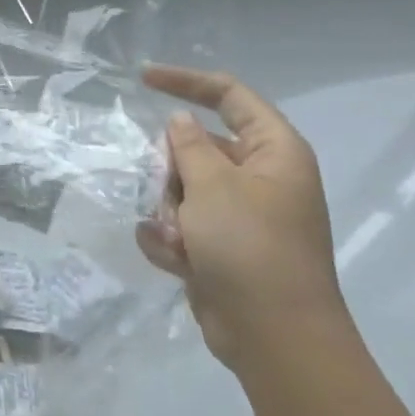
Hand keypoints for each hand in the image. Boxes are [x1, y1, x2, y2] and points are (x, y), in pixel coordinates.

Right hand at [136, 64, 361, 403]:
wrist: (272, 336)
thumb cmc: (250, 247)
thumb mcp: (213, 186)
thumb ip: (189, 146)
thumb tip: (181, 121)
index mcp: (273, 152)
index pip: (229, 96)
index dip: (187, 81)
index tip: (141, 79)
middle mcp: (259, 178)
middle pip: (195, 149)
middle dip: (170, 173)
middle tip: (172, 196)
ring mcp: (239, 215)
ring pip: (179, 189)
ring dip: (168, 213)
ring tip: (180, 241)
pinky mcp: (220, 246)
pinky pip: (179, 226)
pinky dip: (171, 241)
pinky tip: (178, 263)